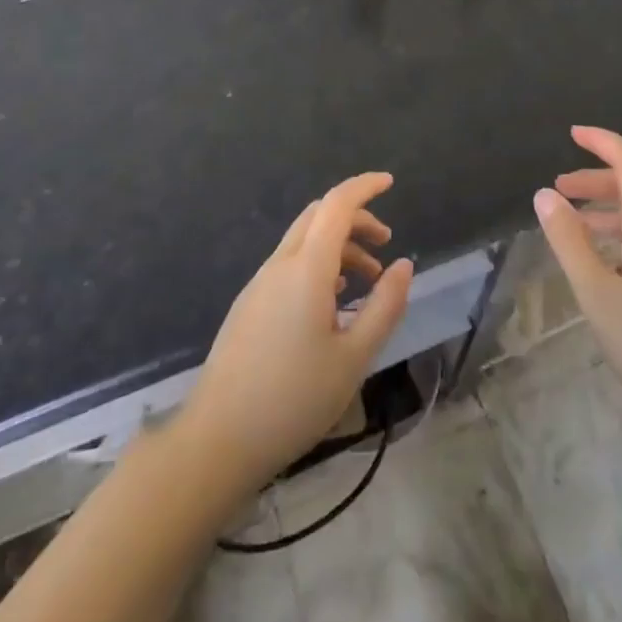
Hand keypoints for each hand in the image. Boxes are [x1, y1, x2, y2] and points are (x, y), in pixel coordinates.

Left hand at [178, 172, 413, 488]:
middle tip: (384, 243)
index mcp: (307, 268)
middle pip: (319, 216)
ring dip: (338, 245)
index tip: (390, 182)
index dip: (364, 187)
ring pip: (304, 241)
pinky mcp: (250, 304)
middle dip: (355, 218)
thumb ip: (384, 306)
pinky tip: (332, 301)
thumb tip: (403, 265)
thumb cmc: (293, 399)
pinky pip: (290, 264)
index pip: (337, 205)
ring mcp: (260, 283)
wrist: (218, 439)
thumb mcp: (354, 358)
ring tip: (367, 279)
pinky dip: (318, 264)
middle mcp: (280, 264)